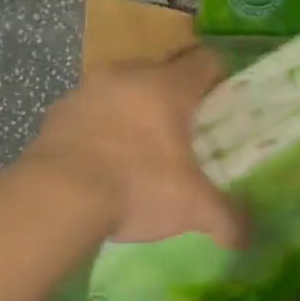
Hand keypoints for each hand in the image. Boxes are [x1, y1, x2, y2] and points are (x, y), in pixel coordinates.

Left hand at [0, 46, 241, 246]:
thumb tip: (244, 239)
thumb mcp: (193, 209)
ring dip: (134, 111)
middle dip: (175, 98)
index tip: (223, 103)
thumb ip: (226, 220)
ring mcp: (87, 90)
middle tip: (186, 134)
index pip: (205, 61)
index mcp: (167, 86)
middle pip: (162, 72)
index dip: (220, 78)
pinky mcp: (56, 113)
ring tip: (141, 151)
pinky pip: (90, 112)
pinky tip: (103, 163)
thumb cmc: (138, 187)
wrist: (55, 198)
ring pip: (122, 90)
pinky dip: (101, 129)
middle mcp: (127, 75)